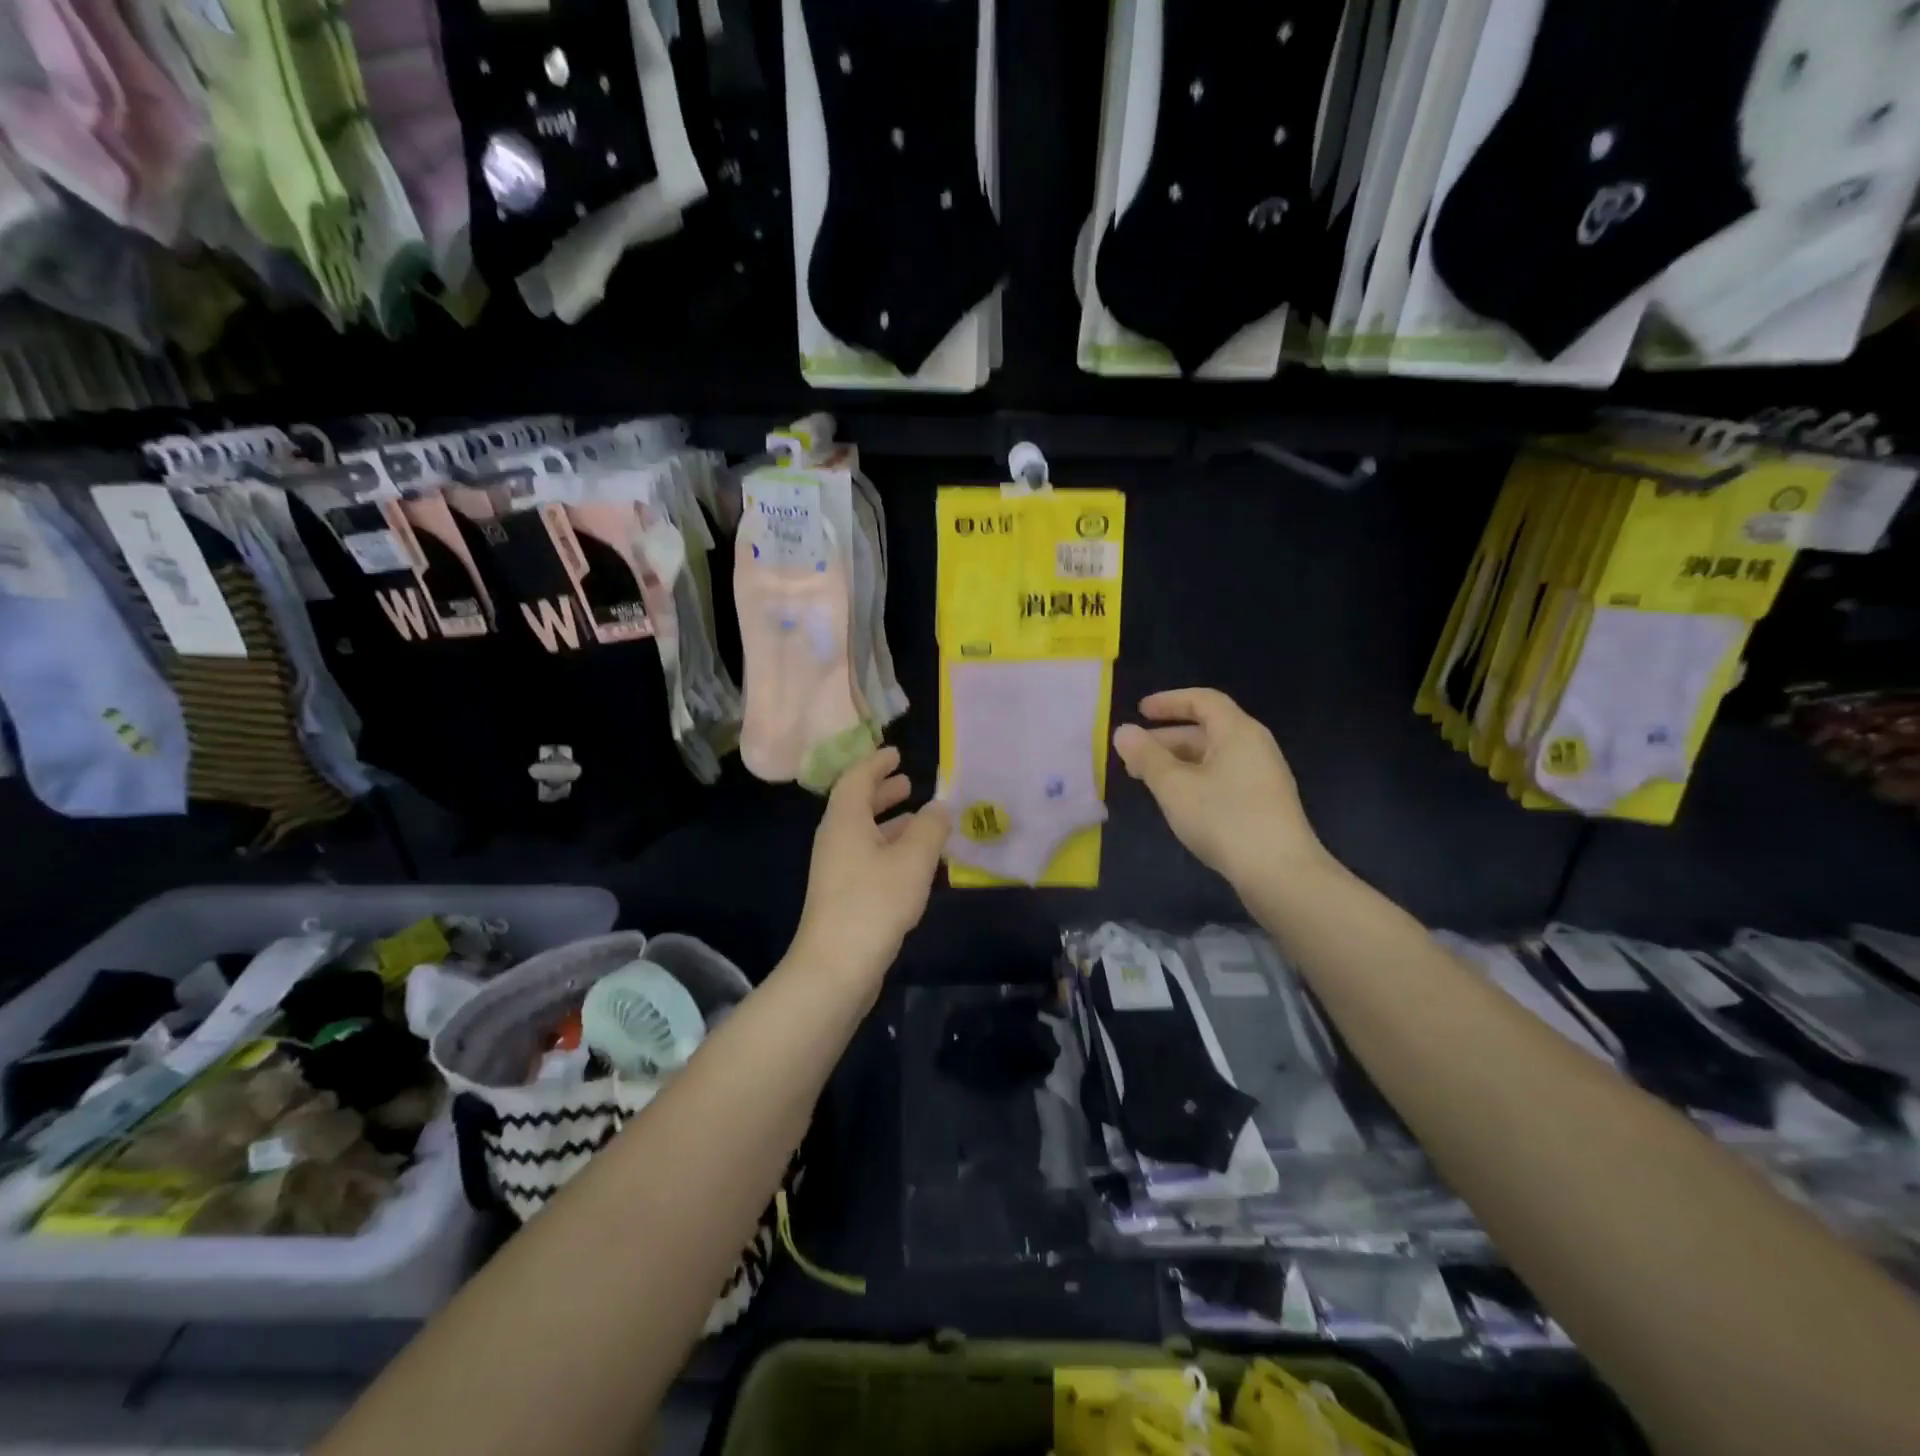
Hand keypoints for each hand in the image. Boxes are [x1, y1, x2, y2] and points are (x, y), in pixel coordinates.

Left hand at [791, 747, 949, 983]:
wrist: (837, 966)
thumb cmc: (874, 902)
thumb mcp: (912, 860)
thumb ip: (930, 828)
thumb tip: (939, 806)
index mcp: (844, 821)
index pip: (856, 779)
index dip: (876, 763)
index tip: (896, 754)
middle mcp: (835, 840)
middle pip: (857, 805)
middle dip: (883, 792)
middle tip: (909, 784)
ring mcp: (836, 870)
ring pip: (863, 834)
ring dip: (890, 823)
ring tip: (921, 821)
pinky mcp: (843, 896)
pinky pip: (867, 858)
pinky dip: (889, 849)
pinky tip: (914, 864)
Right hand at [1113, 689, 1326, 889]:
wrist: (1280, 873)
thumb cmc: (1224, 819)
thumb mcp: (1174, 786)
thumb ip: (1146, 757)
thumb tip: (1123, 732)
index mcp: (1238, 731)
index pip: (1202, 700)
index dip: (1169, 702)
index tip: (1139, 711)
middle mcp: (1255, 746)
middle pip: (1207, 729)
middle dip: (1166, 738)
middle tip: (1134, 755)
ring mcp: (1262, 776)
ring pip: (1213, 756)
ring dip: (1178, 761)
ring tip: (1148, 779)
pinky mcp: (1263, 803)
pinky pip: (1223, 776)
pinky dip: (1195, 778)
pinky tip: (1178, 801)